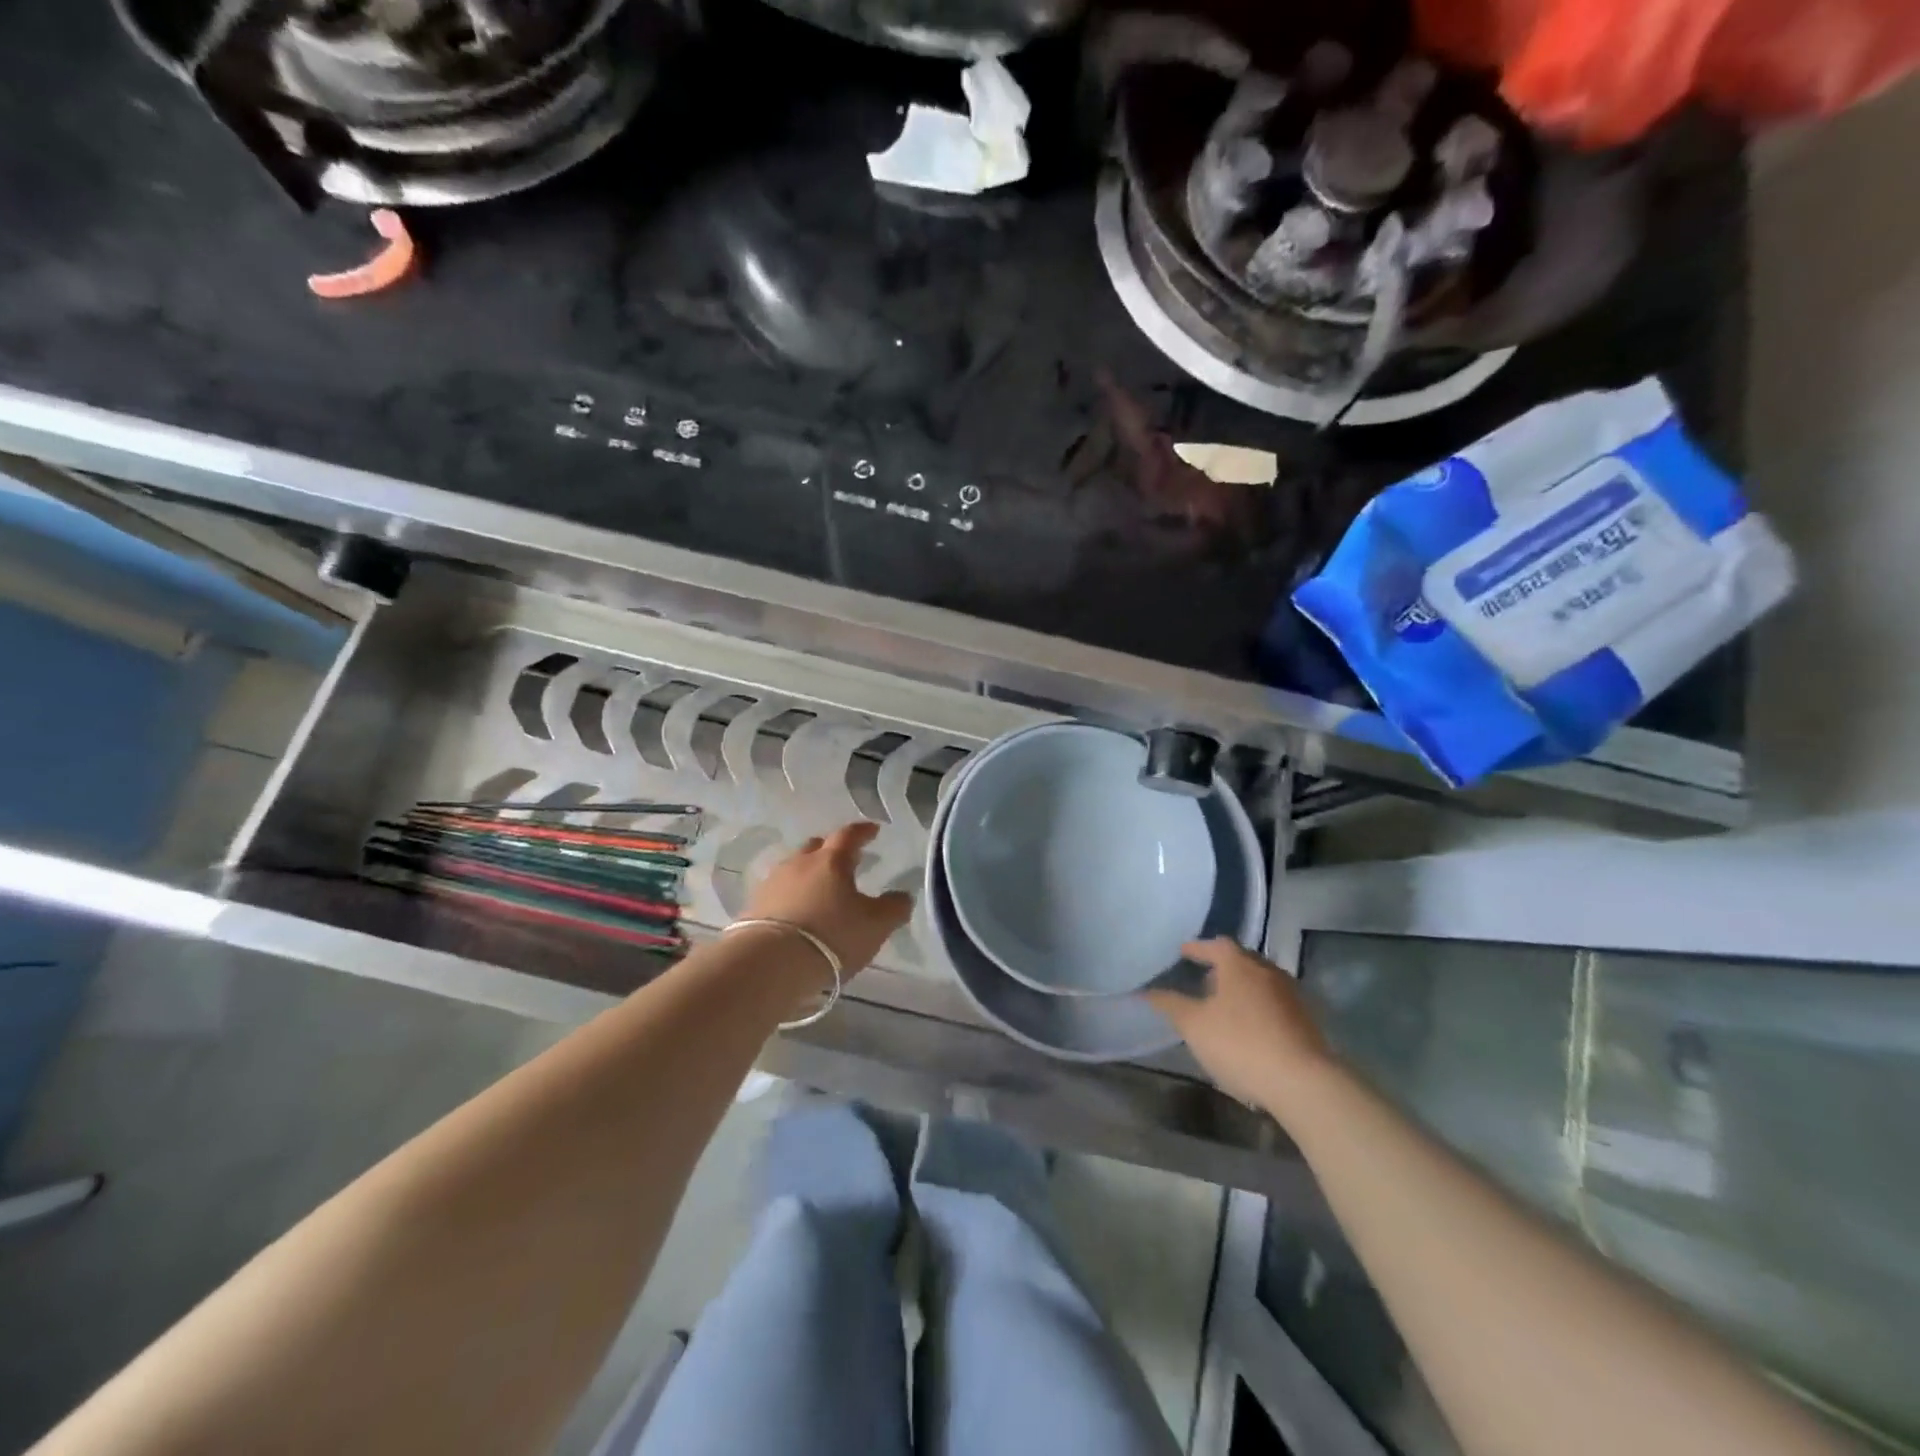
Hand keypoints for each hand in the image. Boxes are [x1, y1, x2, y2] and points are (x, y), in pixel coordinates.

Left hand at [741, 822, 913, 976]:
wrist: (770, 963)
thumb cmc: (832, 936)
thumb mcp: (876, 925)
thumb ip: (894, 908)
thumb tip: (902, 896)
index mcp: (832, 860)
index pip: (849, 835)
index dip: (863, 831)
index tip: (873, 830)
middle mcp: (800, 864)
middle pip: (816, 847)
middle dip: (831, 850)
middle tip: (844, 860)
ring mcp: (773, 884)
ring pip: (794, 869)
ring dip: (808, 875)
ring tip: (819, 891)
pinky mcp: (753, 907)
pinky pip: (778, 894)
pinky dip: (790, 898)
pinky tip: (796, 913)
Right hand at [1145, 938, 1334, 1112]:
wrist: (1304, 1083)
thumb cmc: (1240, 1044)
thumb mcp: (1194, 1025)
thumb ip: (1170, 1004)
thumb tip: (1146, 990)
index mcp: (1239, 964)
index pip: (1215, 944)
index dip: (1197, 948)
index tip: (1182, 953)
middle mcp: (1267, 971)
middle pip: (1240, 960)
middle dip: (1220, 968)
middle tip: (1201, 979)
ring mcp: (1291, 996)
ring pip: (1259, 983)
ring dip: (1240, 989)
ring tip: (1222, 1005)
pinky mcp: (1305, 1022)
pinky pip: (1273, 1004)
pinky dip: (1256, 1008)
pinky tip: (1247, 1028)